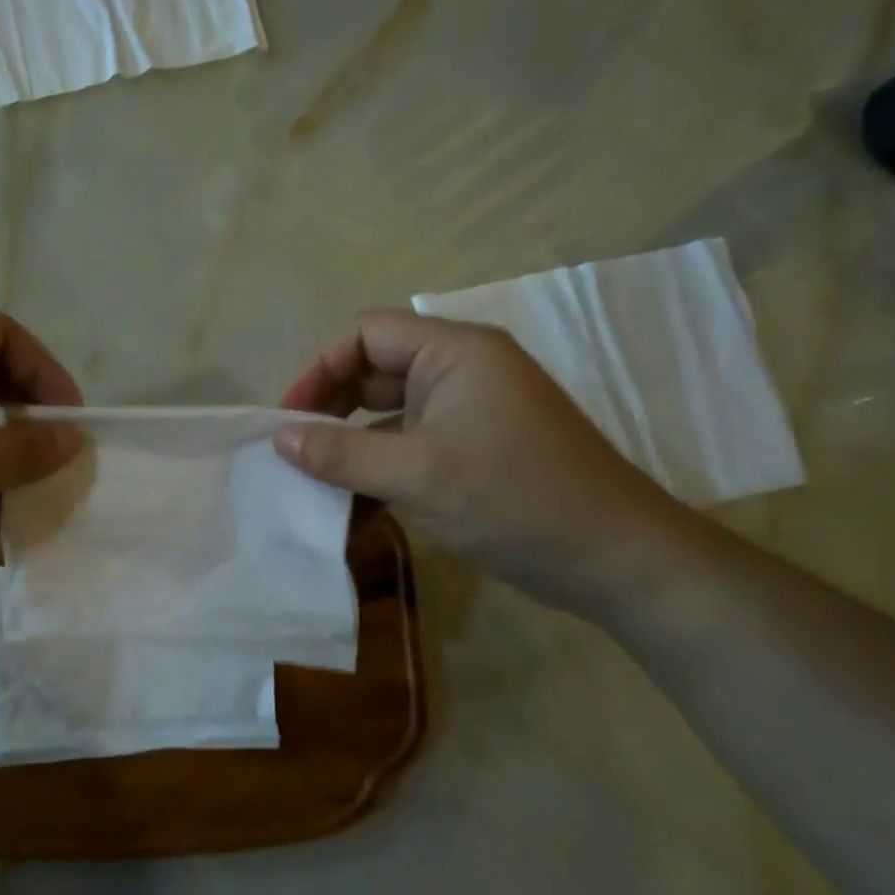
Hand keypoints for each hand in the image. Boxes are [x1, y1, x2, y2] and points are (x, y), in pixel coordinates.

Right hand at [276, 310, 695, 614]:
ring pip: (389, 408)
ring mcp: (470, 409)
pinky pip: (410, 439)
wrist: (615, 560)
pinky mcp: (473, 446)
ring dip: (351, 437)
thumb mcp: (418, 475)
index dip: (320, 368)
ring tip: (314, 473)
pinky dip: (379, 460)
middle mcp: (461, 370)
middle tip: (295, 448)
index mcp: (455, 353)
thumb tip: (279, 438)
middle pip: (375, 368)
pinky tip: (352, 496)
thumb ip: (342, 453)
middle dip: (330, 404)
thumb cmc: (516, 500)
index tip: (288, 416)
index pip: (366, 333)